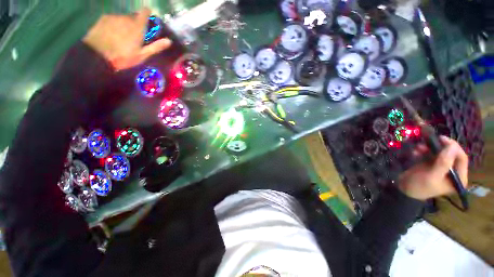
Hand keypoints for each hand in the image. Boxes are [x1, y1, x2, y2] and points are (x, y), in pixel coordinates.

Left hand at [82, 8, 170, 70]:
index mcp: (137, 26)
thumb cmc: (123, 57)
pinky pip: (113, 19)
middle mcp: (126, 18)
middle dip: (136, 23)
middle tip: (134, 36)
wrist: (97, 55)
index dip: (147, 13)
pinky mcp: (104, 18)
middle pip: (134, 17)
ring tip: (121, 37)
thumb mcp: (142, 55)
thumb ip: (156, 47)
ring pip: (123, 18)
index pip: (145, 12)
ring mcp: (114, 17)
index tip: (148, 19)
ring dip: (125, 24)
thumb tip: (169, 41)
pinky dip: (115, 24)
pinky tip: (112, 34)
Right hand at [398, 136, 468, 200]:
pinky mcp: (433, 165)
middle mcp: (454, 172)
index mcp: (459, 178)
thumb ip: (443, 163)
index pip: (462, 158)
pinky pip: (432, 154)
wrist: (404, 189)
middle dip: (440, 147)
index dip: (454, 147)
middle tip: (430, 140)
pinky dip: (424, 151)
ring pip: (441, 153)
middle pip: (452, 154)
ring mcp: (443, 168)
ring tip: (418, 147)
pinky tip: (416, 152)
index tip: (442, 139)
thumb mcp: (431, 176)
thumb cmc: (419, 186)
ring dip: (430, 148)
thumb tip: (451, 146)